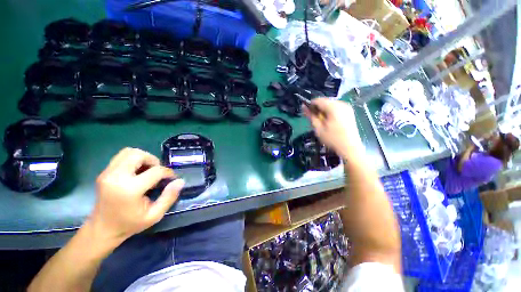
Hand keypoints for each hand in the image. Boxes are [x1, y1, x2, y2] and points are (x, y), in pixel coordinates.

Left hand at [88, 148, 183, 242]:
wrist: (102, 230)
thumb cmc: (130, 224)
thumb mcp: (154, 215)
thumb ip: (169, 197)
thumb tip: (180, 181)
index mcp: (129, 189)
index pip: (156, 171)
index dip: (168, 173)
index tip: (172, 179)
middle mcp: (116, 177)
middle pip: (139, 155)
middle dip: (153, 160)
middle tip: (157, 172)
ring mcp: (107, 173)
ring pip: (129, 152)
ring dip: (143, 158)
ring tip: (147, 170)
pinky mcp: (104, 172)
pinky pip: (122, 157)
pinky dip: (133, 160)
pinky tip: (137, 173)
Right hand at [302, 98, 362, 158]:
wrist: (350, 148)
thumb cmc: (332, 139)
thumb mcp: (318, 128)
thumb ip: (311, 116)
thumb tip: (303, 106)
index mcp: (334, 107)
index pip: (318, 100)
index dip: (310, 105)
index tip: (307, 113)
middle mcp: (342, 104)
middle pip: (325, 101)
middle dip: (318, 109)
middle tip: (315, 120)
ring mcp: (347, 107)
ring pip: (330, 104)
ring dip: (323, 111)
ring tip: (322, 122)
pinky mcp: (349, 112)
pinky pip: (336, 108)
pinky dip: (330, 112)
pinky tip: (329, 122)